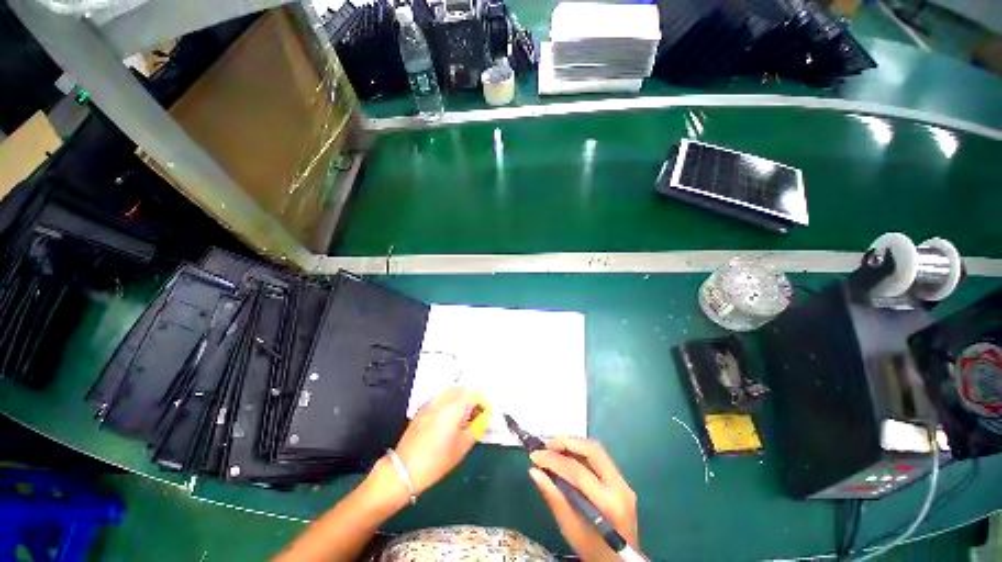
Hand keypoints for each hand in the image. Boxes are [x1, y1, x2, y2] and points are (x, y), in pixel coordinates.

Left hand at [393, 386, 485, 494]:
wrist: (404, 470)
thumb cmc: (437, 461)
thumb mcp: (462, 447)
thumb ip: (477, 427)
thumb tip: (485, 417)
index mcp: (453, 408)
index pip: (474, 393)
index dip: (483, 401)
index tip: (486, 413)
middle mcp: (441, 400)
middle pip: (462, 389)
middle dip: (472, 398)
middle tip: (476, 414)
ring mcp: (430, 403)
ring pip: (450, 391)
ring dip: (461, 398)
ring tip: (464, 416)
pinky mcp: (422, 409)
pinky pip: (440, 398)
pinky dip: (449, 402)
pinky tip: (449, 419)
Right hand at [529, 438, 640, 561]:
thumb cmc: (593, 550)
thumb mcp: (570, 529)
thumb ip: (553, 497)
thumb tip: (534, 471)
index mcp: (608, 503)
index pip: (578, 472)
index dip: (554, 460)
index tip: (534, 456)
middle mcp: (620, 487)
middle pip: (593, 451)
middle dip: (567, 443)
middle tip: (546, 445)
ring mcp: (623, 483)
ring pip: (597, 451)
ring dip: (574, 444)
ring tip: (553, 446)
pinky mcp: (621, 482)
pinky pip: (599, 459)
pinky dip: (580, 452)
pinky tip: (566, 454)